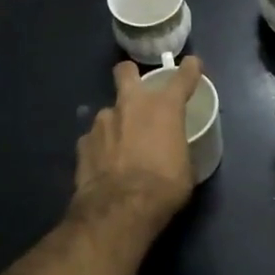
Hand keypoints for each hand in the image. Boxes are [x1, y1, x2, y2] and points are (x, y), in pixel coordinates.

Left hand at [74, 57, 205, 231]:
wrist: (119, 209)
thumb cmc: (163, 188)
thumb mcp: (185, 169)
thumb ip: (178, 149)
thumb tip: (174, 151)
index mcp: (163, 108)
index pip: (181, 78)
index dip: (189, 69)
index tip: (191, 64)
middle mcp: (131, 105)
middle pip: (126, 72)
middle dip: (131, 75)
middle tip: (138, 93)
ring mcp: (102, 122)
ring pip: (109, 112)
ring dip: (116, 123)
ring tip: (121, 147)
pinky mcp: (83, 142)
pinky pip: (95, 138)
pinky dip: (101, 147)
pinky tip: (105, 164)